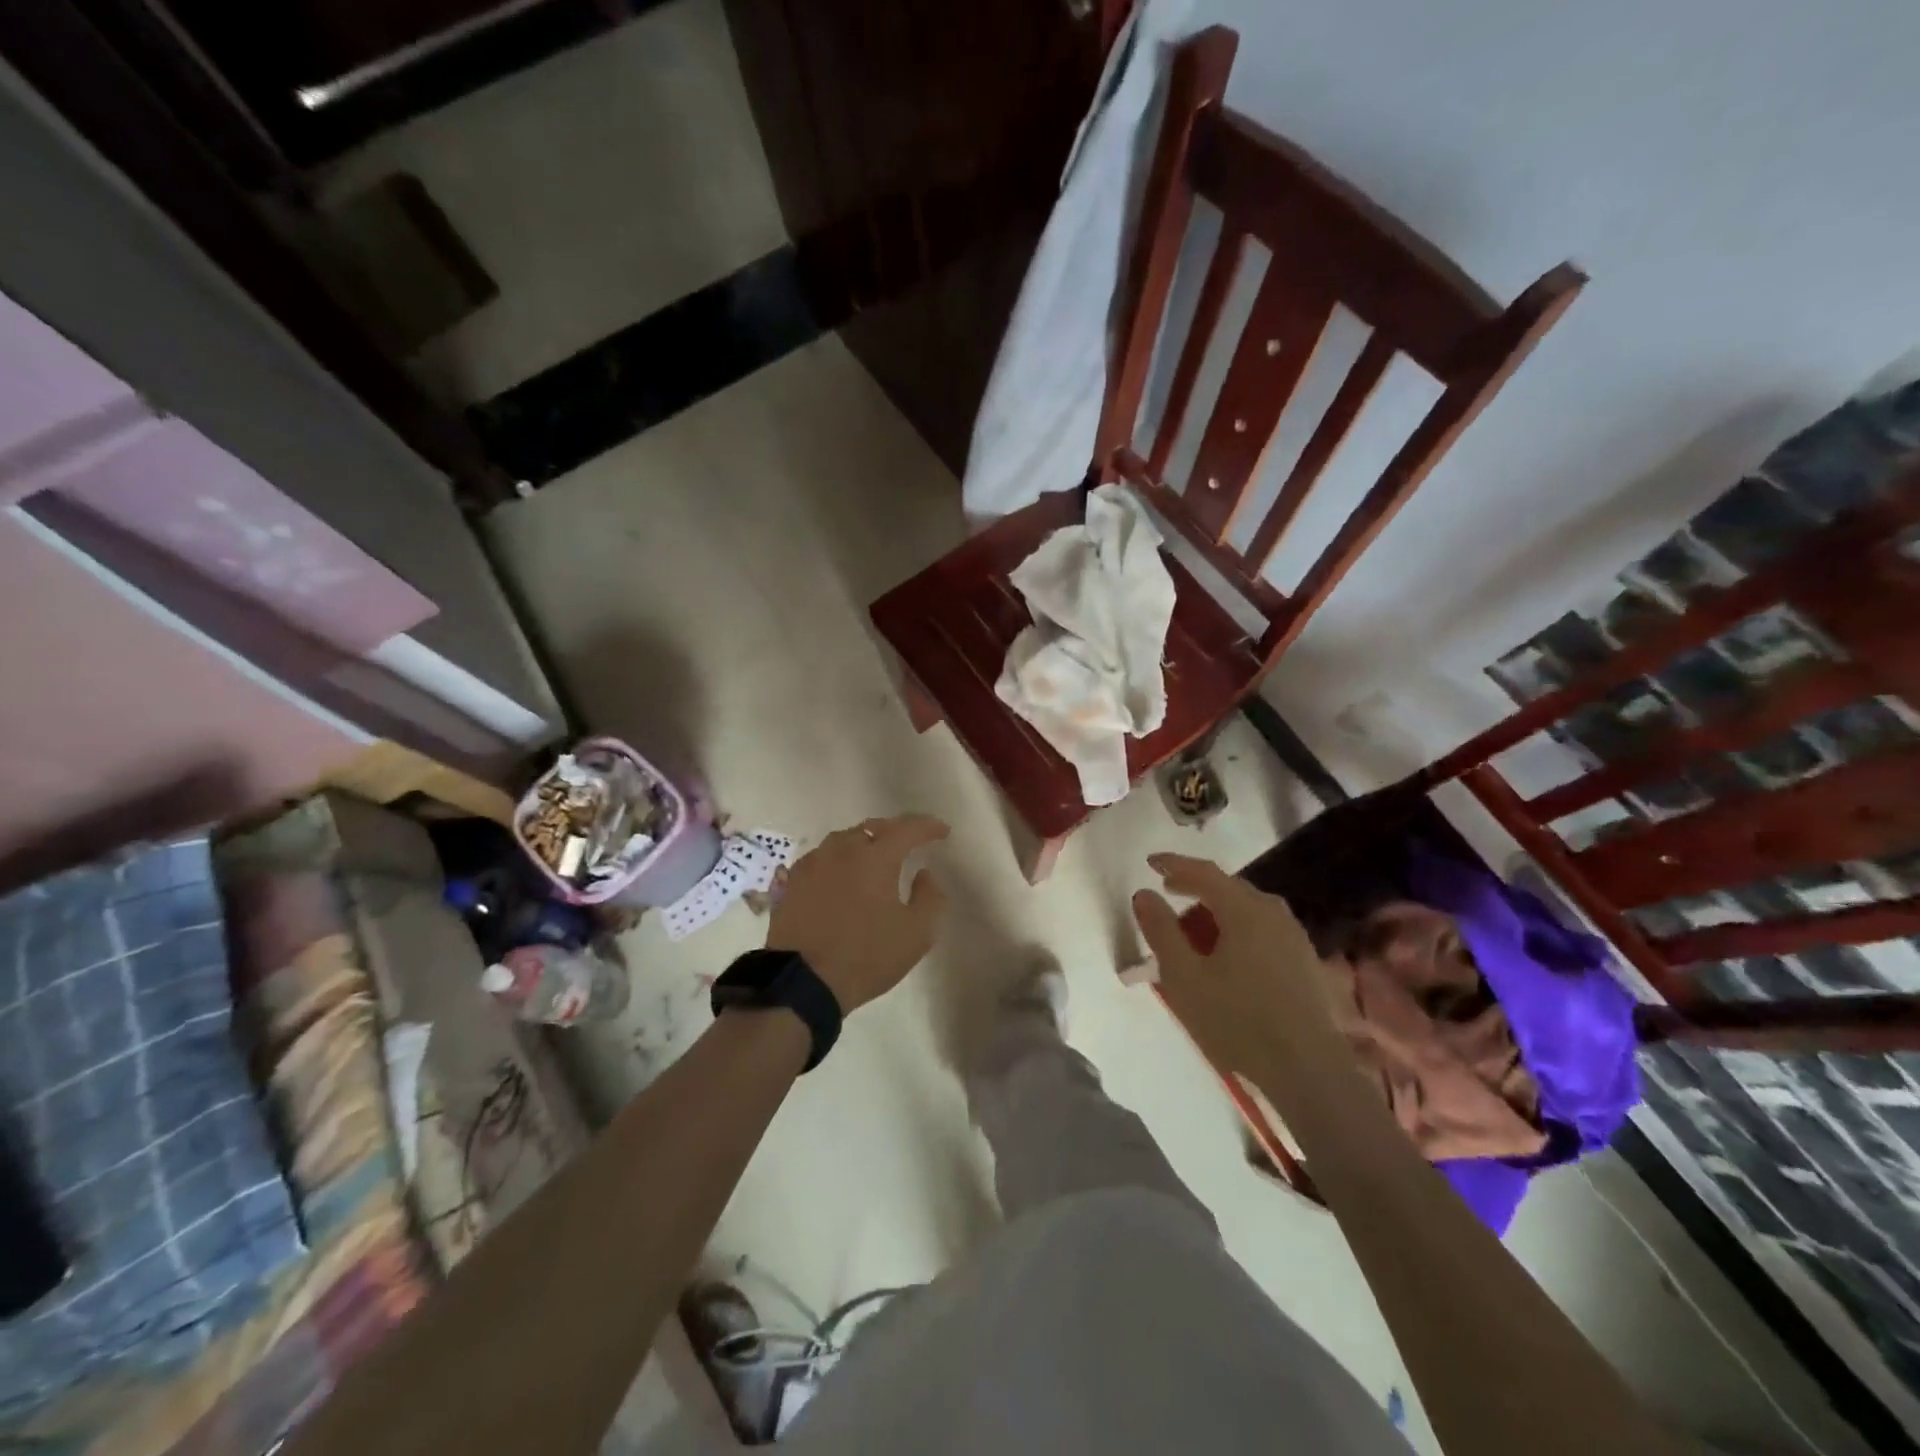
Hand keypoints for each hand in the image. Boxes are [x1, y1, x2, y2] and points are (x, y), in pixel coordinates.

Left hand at [768, 815, 949, 1011]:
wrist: (801, 982)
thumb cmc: (866, 956)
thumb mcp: (916, 934)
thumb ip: (929, 897)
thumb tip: (924, 873)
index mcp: (876, 857)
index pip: (907, 828)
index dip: (927, 826)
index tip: (942, 831)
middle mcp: (842, 850)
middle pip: (872, 828)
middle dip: (894, 831)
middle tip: (908, 842)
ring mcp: (812, 864)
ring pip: (843, 840)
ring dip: (863, 843)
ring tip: (873, 857)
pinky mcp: (790, 882)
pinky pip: (820, 859)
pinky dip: (837, 860)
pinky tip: (839, 875)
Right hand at [1130, 852, 1333, 1078]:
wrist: (1308, 1070)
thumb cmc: (1237, 1019)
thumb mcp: (1183, 975)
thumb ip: (1161, 929)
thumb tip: (1144, 893)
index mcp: (1243, 909)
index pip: (1203, 872)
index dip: (1174, 864)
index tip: (1150, 862)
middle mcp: (1273, 912)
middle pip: (1228, 888)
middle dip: (1196, 888)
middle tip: (1169, 895)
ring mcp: (1294, 937)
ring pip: (1248, 910)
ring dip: (1218, 912)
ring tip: (1195, 932)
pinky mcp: (1306, 962)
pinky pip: (1263, 930)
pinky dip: (1238, 930)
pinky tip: (1228, 957)